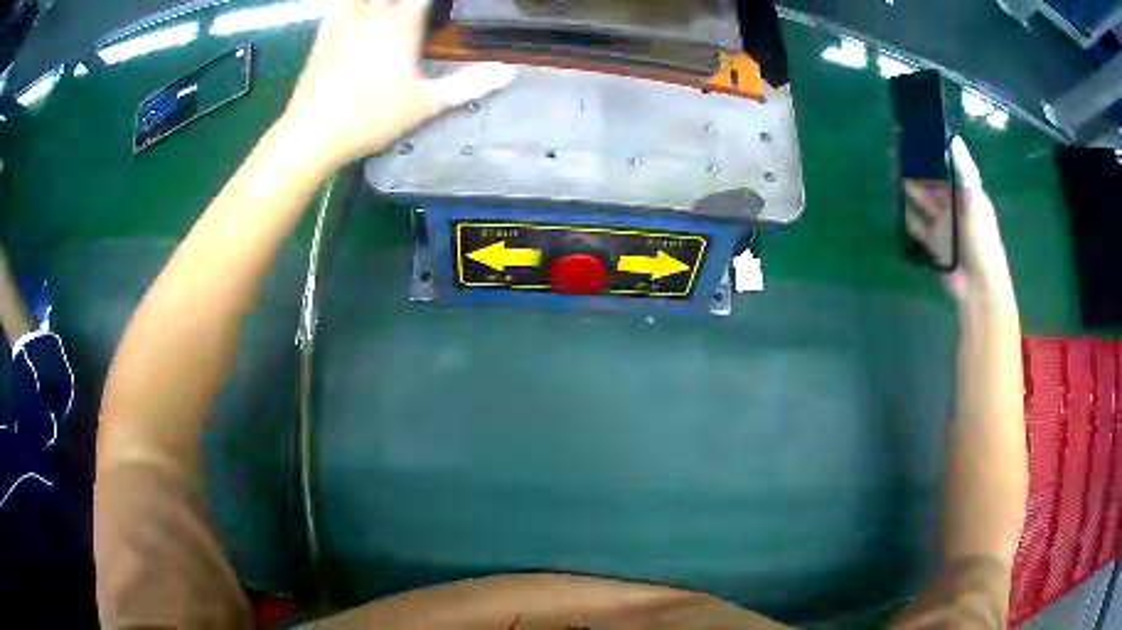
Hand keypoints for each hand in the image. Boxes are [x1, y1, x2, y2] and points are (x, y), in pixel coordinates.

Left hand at [278, 0, 516, 169]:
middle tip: (420, 10)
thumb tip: (508, 72)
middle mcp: (373, 14)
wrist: (312, 134)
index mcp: (401, 25)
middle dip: (410, 1)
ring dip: (381, 0)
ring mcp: (344, 22)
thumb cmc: (371, 119)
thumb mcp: (425, 105)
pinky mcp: (323, 34)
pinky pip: (339, 5)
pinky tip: (357, 9)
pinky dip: (352, 4)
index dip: (439, 1)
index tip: (448, 6)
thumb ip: (467, 85)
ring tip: (392, 9)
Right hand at [904, 137, 1014, 307]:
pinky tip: (895, 204)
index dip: (933, 155)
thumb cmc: (982, 241)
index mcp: (965, 195)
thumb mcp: (975, 203)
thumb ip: (965, 173)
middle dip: (917, 171)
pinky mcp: (932, 243)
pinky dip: (906, 216)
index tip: (916, 138)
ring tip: (891, 174)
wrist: (978, 285)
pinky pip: (916, 225)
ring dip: (909, 191)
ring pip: (922, 202)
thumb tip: (954, 141)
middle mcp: (952, 207)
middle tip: (895, 154)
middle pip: (931, 184)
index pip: (947, 169)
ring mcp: (942, 225)